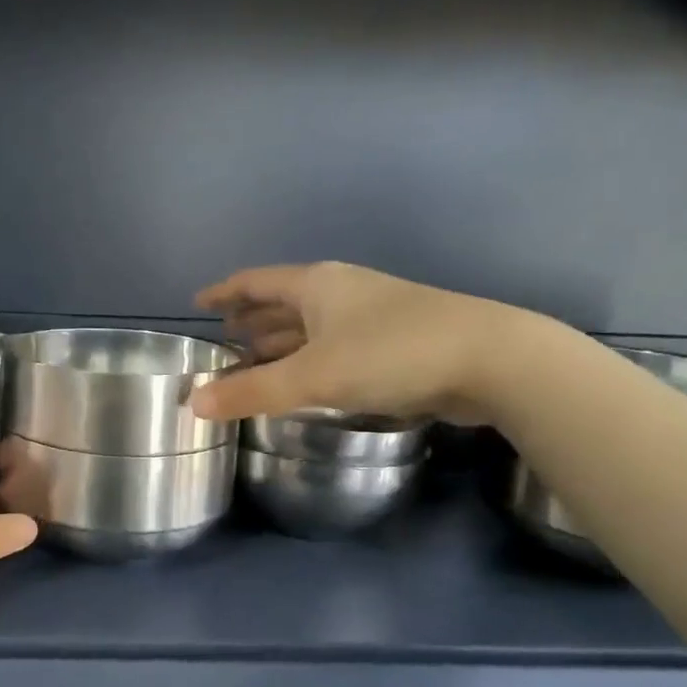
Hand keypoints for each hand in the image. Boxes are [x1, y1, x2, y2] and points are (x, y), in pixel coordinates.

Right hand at [189, 262, 527, 424]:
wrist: (493, 360)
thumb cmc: (392, 354)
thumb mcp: (313, 376)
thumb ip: (252, 391)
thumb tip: (193, 405)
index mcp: (317, 285)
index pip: (256, 282)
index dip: (225, 292)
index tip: (198, 302)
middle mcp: (342, 292)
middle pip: (283, 301)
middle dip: (252, 319)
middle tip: (223, 338)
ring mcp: (372, 314)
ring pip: (312, 325)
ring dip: (281, 341)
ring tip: (254, 359)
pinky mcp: (396, 341)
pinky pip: (335, 345)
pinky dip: (310, 358)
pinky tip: (306, 379)